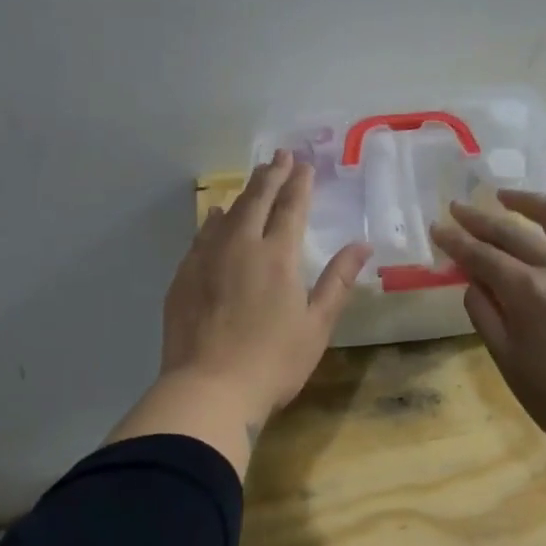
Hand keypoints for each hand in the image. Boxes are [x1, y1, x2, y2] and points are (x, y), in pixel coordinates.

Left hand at [160, 150, 370, 429]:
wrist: (208, 389)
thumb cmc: (273, 361)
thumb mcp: (317, 325)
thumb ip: (338, 280)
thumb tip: (362, 245)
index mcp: (278, 256)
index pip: (291, 207)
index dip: (299, 183)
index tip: (304, 164)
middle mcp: (241, 246)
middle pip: (257, 200)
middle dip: (271, 175)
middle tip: (279, 156)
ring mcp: (207, 259)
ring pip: (228, 213)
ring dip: (243, 193)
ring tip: (253, 178)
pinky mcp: (184, 276)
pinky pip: (202, 235)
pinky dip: (213, 220)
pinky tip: (215, 215)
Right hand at [431, 190, 545, 456]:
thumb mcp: (504, 356)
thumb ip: (483, 310)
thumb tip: (472, 278)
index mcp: (529, 291)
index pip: (482, 255)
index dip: (456, 240)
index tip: (438, 227)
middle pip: (514, 232)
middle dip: (481, 219)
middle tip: (460, 208)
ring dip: (530, 202)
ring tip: (508, 198)